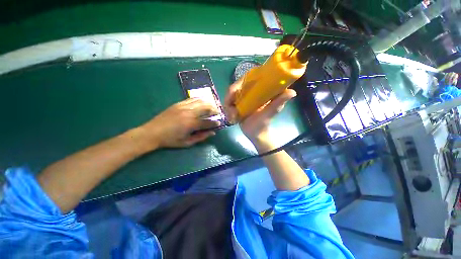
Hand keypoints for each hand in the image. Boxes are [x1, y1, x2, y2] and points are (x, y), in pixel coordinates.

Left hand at [137, 98, 219, 149]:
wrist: (152, 132)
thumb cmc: (170, 140)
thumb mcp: (187, 143)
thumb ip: (201, 137)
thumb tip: (213, 132)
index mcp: (191, 124)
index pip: (208, 122)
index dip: (215, 123)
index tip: (219, 123)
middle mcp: (189, 113)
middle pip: (206, 107)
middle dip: (214, 110)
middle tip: (217, 113)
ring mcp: (183, 106)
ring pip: (200, 101)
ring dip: (208, 103)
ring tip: (211, 107)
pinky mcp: (178, 104)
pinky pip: (192, 99)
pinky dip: (199, 100)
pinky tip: (201, 103)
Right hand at [224, 79, 295, 148]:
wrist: (255, 133)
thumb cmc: (264, 122)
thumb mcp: (272, 111)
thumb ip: (279, 102)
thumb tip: (292, 92)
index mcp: (259, 90)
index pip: (248, 78)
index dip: (239, 82)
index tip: (235, 91)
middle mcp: (249, 92)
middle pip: (235, 87)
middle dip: (230, 96)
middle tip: (229, 105)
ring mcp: (241, 98)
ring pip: (229, 96)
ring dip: (228, 106)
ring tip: (233, 117)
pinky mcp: (236, 105)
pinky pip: (227, 104)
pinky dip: (228, 111)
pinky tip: (232, 118)